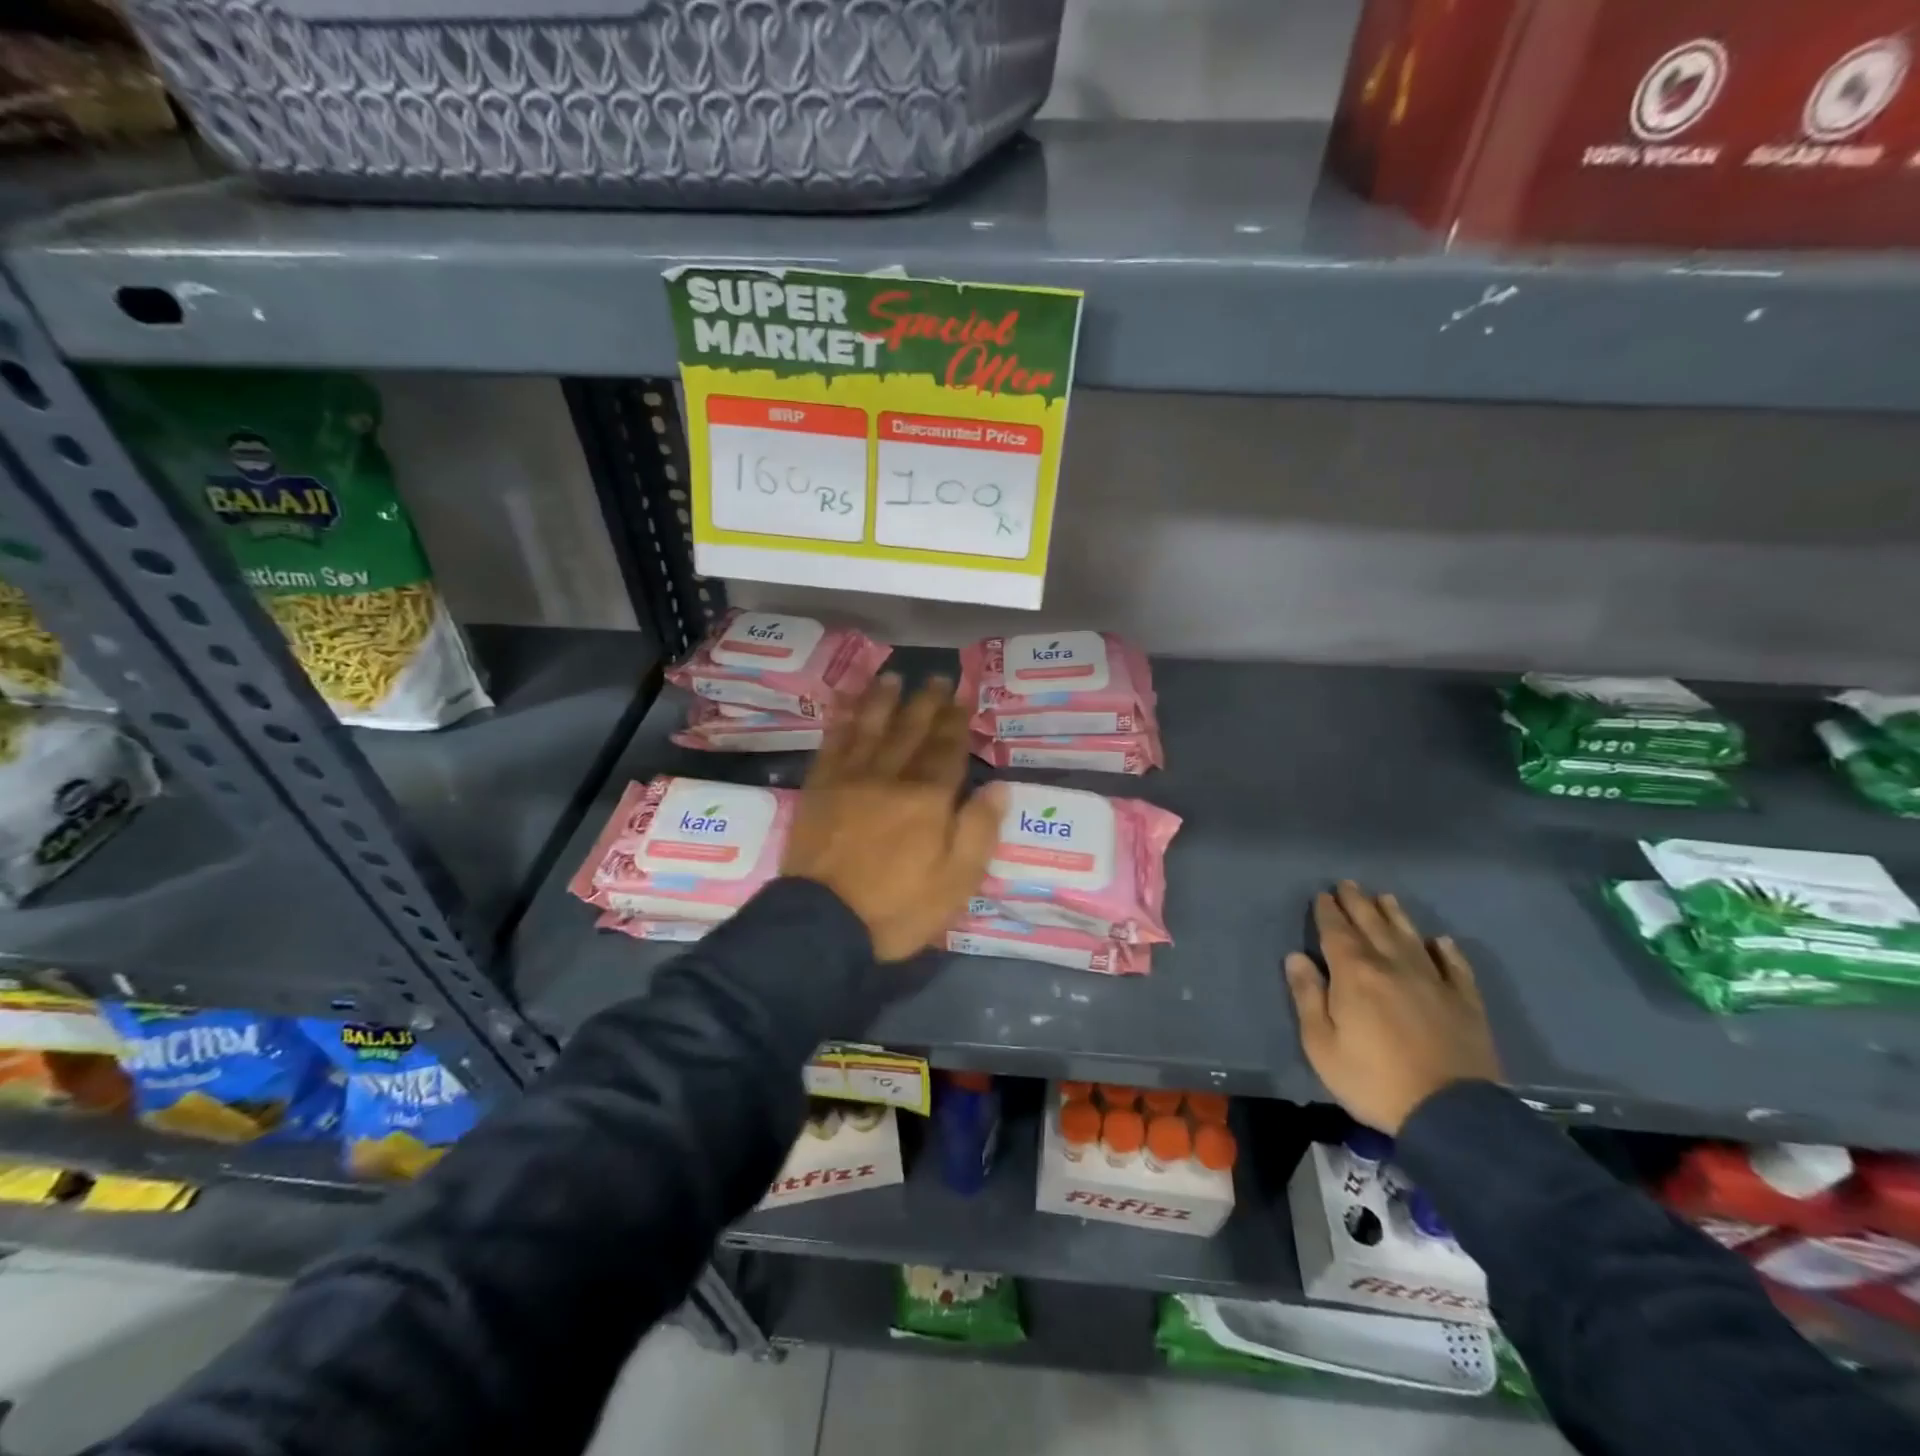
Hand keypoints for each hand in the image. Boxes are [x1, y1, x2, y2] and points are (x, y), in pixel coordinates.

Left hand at [783, 674, 1005, 962]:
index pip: (947, 750)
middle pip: (911, 731)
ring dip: (883, 700)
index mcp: (928, 799)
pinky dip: (840, 721)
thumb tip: (998, 786)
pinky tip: (844, 706)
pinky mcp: (818, 789)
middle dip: (926, 702)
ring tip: (892, 677)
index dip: (957, 721)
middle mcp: (890, 777)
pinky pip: (832, 744)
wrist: (823, 924)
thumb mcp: (957, 881)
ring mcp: (849, 779)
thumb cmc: (898, 907)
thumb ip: (979, 830)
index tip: (963, 695)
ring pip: (870, 728)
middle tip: (937, 677)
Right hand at [1284, 881, 1501, 1134]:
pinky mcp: (1465, 1003)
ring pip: (1411, 937)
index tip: (1322, 895)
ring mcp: (1434, 982)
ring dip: (1395, 916)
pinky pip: (1455, 967)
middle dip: (1358, 903)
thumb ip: (1307, 996)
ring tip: (1385, 898)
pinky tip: (1439, 941)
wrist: (1451, 1114)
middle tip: (1348, 884)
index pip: (1336, 932)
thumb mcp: (1321, 1044)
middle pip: (1372, 926)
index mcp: (1355, 974)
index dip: (1328, 912)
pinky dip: (1445, 950)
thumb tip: (1296, 957)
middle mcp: (1393, 966)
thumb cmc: (1373, 1080)